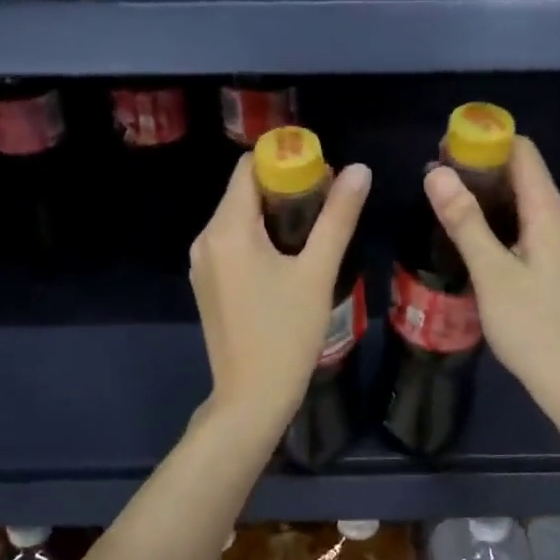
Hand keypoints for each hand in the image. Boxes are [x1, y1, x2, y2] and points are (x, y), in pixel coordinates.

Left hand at [190, 152, 371, 436]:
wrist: (251, 398)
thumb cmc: (287, 334)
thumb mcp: (318, 272)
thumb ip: (337, 217)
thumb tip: (359, 170)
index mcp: (227, 229)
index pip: (249, 168)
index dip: (285, 161)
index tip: (322, 174)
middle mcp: (205, 239)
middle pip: (243, 193)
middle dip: (284, 190)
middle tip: (327, 204)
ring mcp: (201, 264)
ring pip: (238, 220)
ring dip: (273, 216)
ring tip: (314, 233)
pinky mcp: (206, 285)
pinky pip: (232, 245)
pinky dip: (258, 240)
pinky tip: (288, 260)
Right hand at [424, 136, 559, 425]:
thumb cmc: (533, 326)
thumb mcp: (492, 273)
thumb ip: (465, 221)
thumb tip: (437, 172)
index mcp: (551, 214)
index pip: (523, 153)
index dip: (486, 141)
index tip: (445, 147)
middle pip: (524, 175)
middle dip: (481, 168)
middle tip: (435, 178)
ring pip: (524, 203)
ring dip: (487, 197)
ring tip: (444, 203)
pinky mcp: (558, 266)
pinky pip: (527, 227)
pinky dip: (499, 221)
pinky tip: (472, 237)